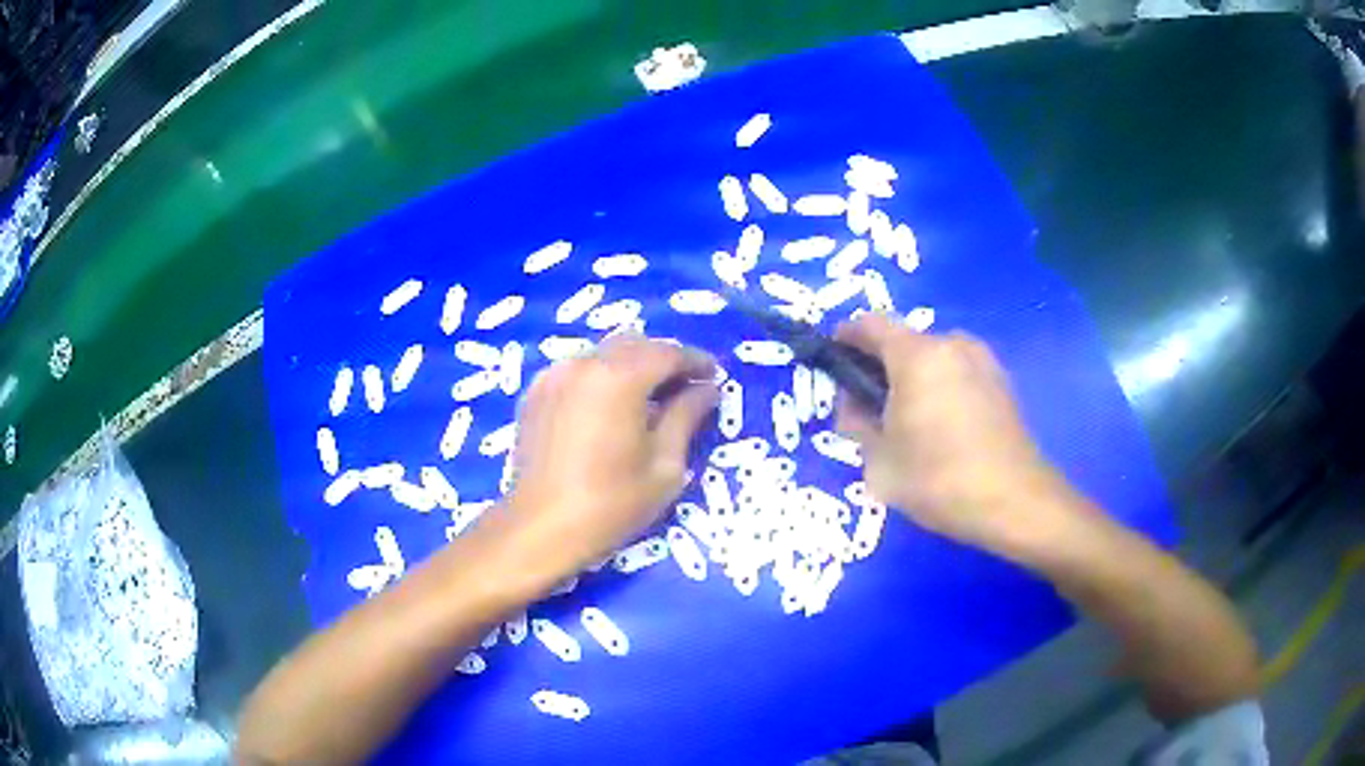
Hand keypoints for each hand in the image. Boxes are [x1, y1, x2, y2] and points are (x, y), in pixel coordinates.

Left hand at [493, 334, 717, 579]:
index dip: (696, 361)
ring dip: (631, 366)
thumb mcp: (664, 465)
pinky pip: (577, 369)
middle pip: (634, 344)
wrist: (541, 528)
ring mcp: (554, 375)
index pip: (668, 352)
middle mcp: (584, 364)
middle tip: (686, 387)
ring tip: (648, 398)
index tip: (714, 376)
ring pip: (604, 353)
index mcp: (619, 378)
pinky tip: (609, 407)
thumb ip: (686, 417)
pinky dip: (600, 377)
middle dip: (664, 360)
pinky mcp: (536, 392)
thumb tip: (707, 389)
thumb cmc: (611, 503)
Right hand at [834, 314, 1070, 552]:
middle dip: (880, 366)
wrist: (1014, 501)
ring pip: (934, 358)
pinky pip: (958, 373)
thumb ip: (856, 424)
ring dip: (913, 378)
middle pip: (904, 341)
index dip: (846, 337)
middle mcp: (951, 345)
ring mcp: (982, 361)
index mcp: (917, 355)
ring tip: (907, 421)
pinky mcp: (1001, 382)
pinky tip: (941, 428)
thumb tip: (852, 405)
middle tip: (869, 406)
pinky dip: (941, 387)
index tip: (833, 360)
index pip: (870, 325)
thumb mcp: (880, 462)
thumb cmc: (939, 480)